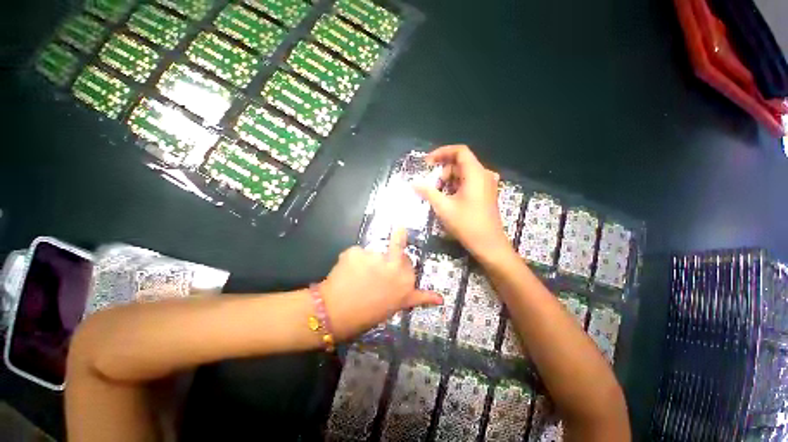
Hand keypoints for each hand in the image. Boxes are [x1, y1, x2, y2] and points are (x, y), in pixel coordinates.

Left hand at [321, 229, 441, 340]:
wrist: (338, 313)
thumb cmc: (370, 315)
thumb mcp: (397, 306)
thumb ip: (417, 297)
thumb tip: (441, 298)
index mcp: (406, 281)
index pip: (408, 264)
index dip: (397, 269)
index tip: (387, 278)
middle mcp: (395, 266)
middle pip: (396, 251)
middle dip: (386, 260)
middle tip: (371, 277)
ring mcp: (375, 257)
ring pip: (373, 253)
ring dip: (366, 262)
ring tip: (355, 279)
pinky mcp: (356, 251)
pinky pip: (355, 253)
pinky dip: (351, 262)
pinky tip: (345, 275)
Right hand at [414, 145, 511, 258]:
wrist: (490, 245)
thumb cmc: (468, 225)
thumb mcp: (444, 208)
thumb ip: (428, 192)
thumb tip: (413, 183)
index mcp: (476, 173)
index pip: (459, 151)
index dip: (442, 152)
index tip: (427, 163)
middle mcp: (484, 174)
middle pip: (461, 162)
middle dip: (444, 170)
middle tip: (433, 186)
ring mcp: (488, 184)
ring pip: (465, 172)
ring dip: (450, 179)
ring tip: (440, 195)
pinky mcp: (488, 194)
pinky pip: (471, 181)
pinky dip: (458, 185)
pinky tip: (451, 199)